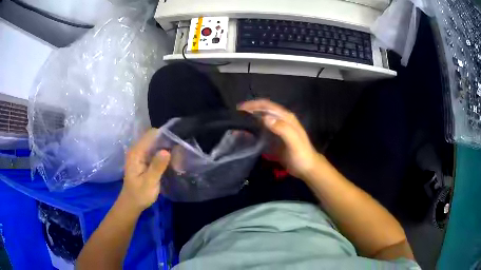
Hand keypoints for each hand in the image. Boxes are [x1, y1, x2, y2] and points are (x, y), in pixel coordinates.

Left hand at [122, 128, 170, 211]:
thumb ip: (157, 167)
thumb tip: (166, 151)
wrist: (132, 203)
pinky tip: (171, 162)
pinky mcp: (144, 159)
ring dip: (167, 148)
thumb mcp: (149, 182)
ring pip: (156, 143)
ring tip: (178, 158)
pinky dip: (164, 154)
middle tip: (179, 153)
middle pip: (154, 137)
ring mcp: (140, 154)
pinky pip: (155, 151)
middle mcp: (137, 149)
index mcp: (136, 152)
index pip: (151, 134)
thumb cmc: (140, 194)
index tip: (177, 142)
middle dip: (167, 142)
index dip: (164, 135)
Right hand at [239, 99, 323, 178]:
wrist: (307, 168)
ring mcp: (278, 129)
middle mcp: (281, 120)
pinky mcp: (275, 138)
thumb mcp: (293, 142)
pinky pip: (262, 130)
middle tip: (235, 116)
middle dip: (250, 111)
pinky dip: (253, 130)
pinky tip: (245, 134)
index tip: (240, 108)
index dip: (254, 105)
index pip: (268, 106)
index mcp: (286, 118)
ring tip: (237, 123)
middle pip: (263, 111)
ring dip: (250, 119)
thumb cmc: (301, 155)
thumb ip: (282, 129)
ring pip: (262, 119)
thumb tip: (265, 118)